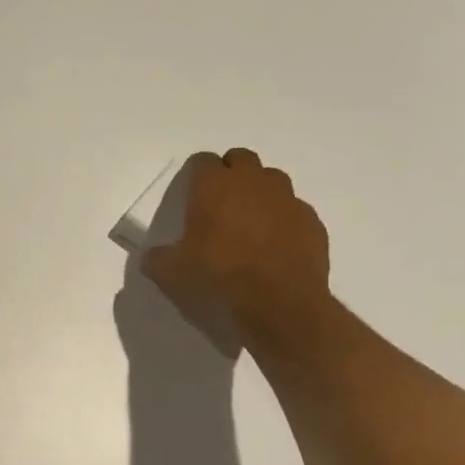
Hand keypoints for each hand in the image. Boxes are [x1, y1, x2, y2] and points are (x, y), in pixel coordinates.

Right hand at [143, 150, 330, 350]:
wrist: (279, 304)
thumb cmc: (218, 279)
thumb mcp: (170, 274)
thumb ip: (157, 258)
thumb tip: (153, 255)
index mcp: (214, 187)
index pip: (202, 161)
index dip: (195, 175)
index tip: (190, 195)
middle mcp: (253, 182)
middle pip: (241, 159)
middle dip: (230, 174)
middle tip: (219, 204)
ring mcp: (287, 199)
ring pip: (272, 180)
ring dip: (259, 193)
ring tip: (249, 224)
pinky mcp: (311, 221)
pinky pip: (293, 210)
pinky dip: (282, 220)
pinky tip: (274, 247)